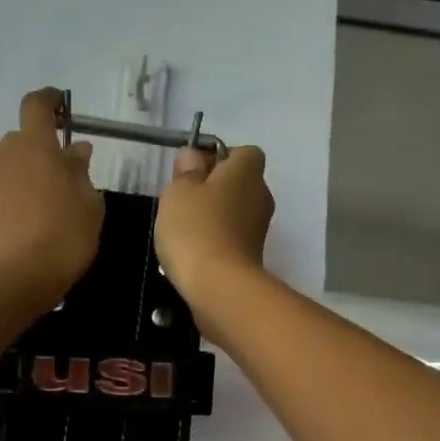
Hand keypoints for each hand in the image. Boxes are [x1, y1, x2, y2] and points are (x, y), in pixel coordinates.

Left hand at [0, 89, 104, 308]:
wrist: (15, 279)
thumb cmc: (63, 234)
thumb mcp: (89, 202)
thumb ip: (81, 172)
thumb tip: (75, 151)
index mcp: (34, 144)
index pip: (36, 105)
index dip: (50, 101)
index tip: (64, 106)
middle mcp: (8, 156)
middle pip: (24, 137)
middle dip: (46, 144)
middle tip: (73, 165)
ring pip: (17, 164)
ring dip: (36, 170)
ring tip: (63, 194)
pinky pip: (11, 188)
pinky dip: (27, 192)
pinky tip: (47, 215)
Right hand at [155, 144, 273, 330]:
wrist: (219, 287)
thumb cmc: (196, 229)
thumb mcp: (179, 191)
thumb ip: (186, 171)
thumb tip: (194, 157)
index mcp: (247, 172)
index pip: (244, 152)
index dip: (219, 156)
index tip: (193, 170)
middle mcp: (261, 196)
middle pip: (239, 182)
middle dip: (213, 187)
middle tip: (182, 199)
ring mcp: (259, 229)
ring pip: (234, 211)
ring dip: (212, 216)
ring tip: (182, 229)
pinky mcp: (252, 256)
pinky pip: (231, 237)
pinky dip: (214, 240)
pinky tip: (191, 252)